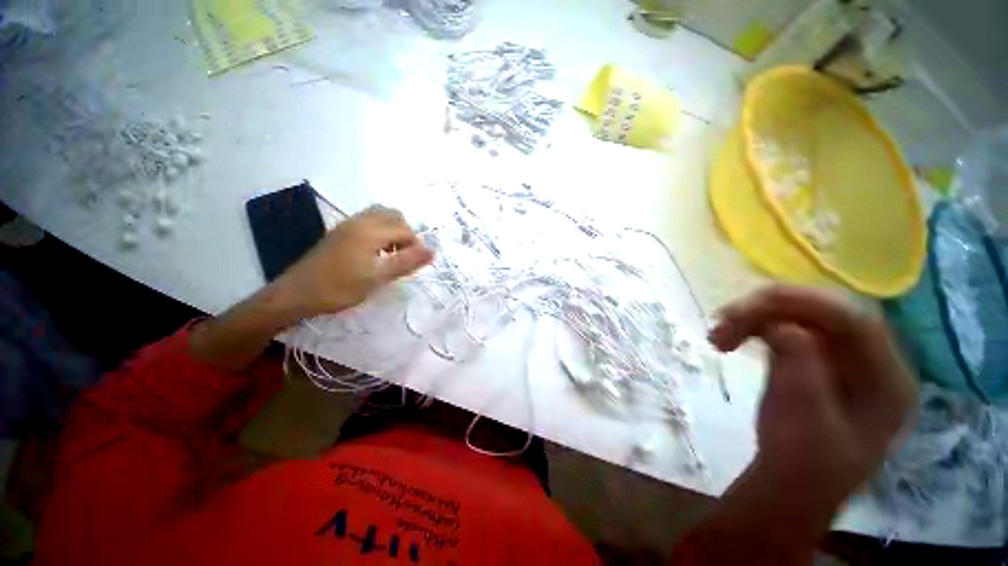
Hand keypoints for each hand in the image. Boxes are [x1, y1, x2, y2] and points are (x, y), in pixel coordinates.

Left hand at [274, 205, 433, 318]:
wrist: (296, 294)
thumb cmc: (339, 287)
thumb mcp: (377, 278)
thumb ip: (406, 262)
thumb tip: (433, 251)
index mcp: (370, 231)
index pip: (405, 230)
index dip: (415, 246)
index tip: (413, 266)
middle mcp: (360, 221)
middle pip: (394, 215)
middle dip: (405, 233)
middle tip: (403, 256)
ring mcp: (348, 224)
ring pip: (380, 215)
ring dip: (392, 230)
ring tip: (390, 254)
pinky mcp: (340, 231)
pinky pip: (367, 221)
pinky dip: (379, 230)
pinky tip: (374, 252)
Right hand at [710, 286, 916, 531]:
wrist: (793, 484)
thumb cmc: (802, 463)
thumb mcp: (803, 421)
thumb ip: (799, 368)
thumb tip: (780, 324)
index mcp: (887, 380)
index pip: (856, 322)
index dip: (803, 306)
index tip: (747, 312)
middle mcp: (872, 360)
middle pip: (827, 311)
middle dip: (771, 309)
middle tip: (723, 321)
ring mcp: (844, 357)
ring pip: (803, 314)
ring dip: (756, 317)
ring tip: (719, 335)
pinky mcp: (818, 357)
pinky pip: (789, 327)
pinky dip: (757, 326)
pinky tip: (735, 338)